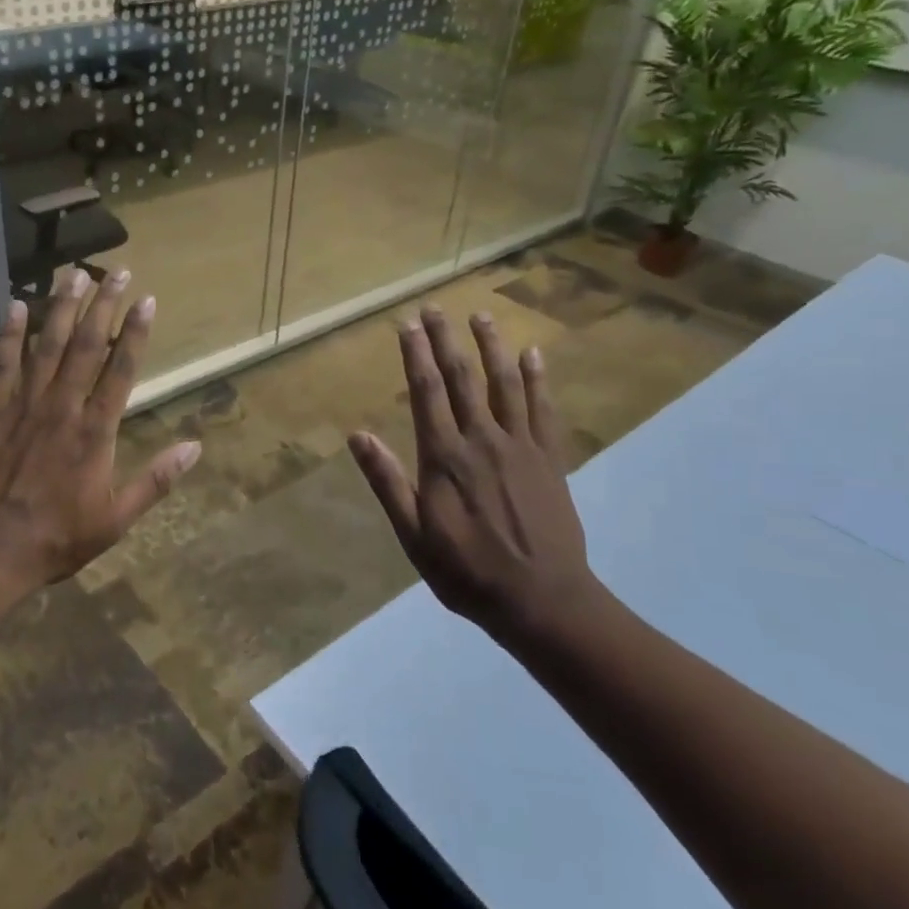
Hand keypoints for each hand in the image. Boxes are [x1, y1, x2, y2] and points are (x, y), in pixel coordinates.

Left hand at [0, 268, 200, 599]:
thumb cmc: (56, 540)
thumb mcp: (116, 520)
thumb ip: (155, 480)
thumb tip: (195, 447)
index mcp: (95, 432)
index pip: (120, 370)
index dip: (135, 333)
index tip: (146, 300)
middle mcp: (62, 408)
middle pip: (85, 347)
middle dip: (103, 306)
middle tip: (116, 271)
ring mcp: (23, 407)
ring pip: (46, 347)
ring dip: (61, 308)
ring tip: (74, 274)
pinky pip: (1, 365)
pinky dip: (9, 335)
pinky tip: (16, 306)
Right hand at [349, 306, 602, 645]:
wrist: (542, 600)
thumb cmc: (466, 570)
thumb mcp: (413, 535)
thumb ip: (387, 482)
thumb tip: (358, 435)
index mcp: (444, 457)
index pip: (427, 392)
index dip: (415, 355)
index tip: (407, 324)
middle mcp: (482, 440)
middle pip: (462, 378)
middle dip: (446, 340)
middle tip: (436, 308)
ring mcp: (521, 446)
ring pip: (505, 384)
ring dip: (492, 347)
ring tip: (482, 316)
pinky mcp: (550, 459)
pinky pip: (543, 410)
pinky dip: (538, 380)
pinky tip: (534, 355)